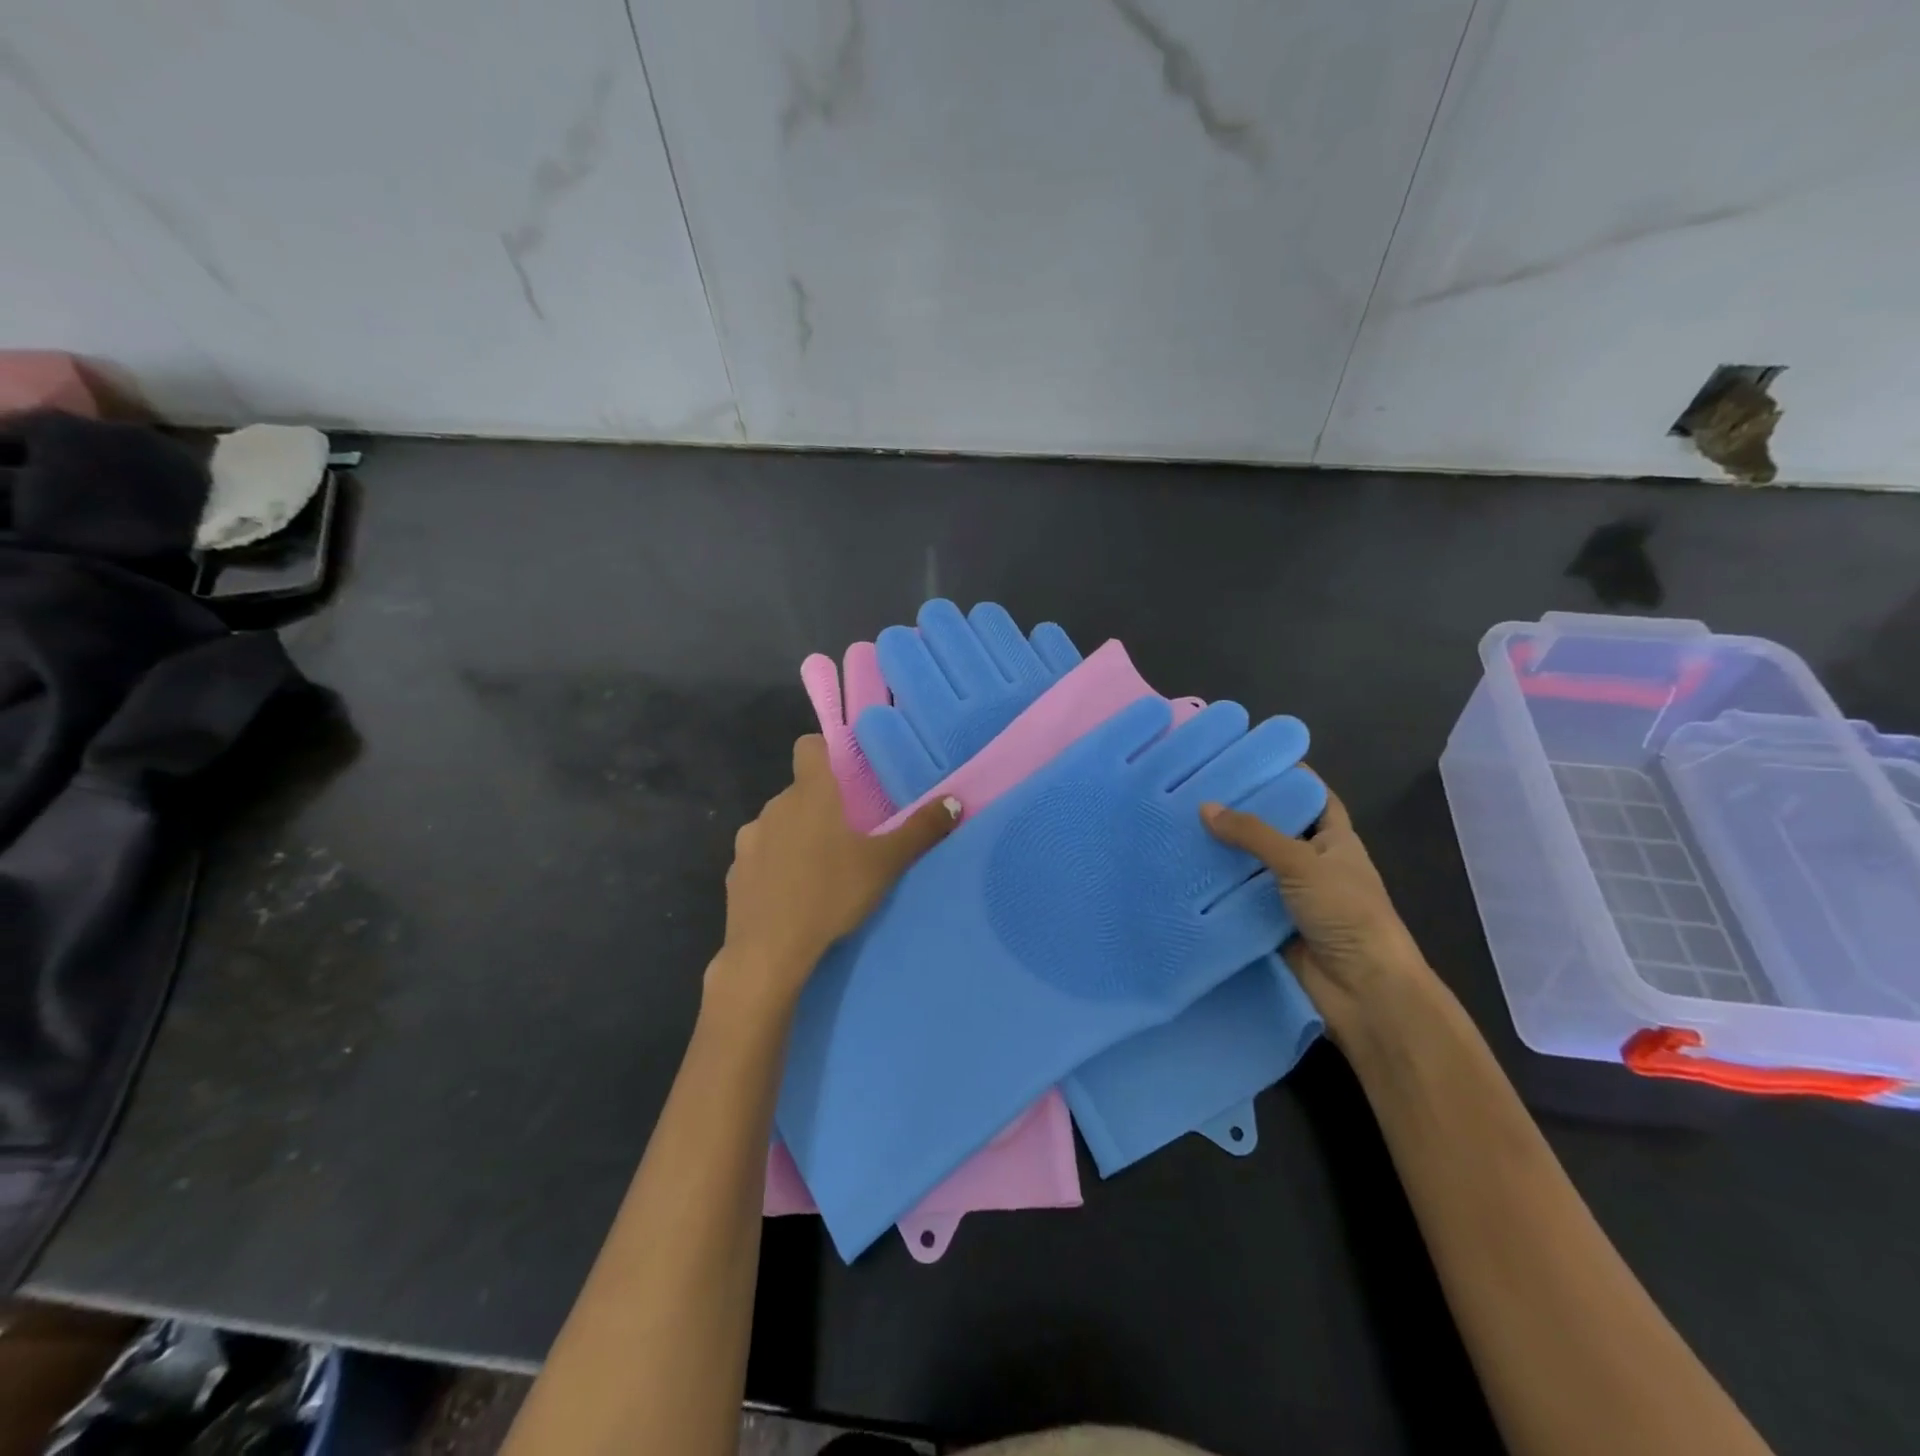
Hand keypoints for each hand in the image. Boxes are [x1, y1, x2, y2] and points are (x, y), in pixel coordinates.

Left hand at [711, 735, 959, 1017]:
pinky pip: (760, 857)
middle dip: (821, 805)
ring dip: (796, 836)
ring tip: (821, 869)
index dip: (826, 753)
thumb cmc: (830, 895)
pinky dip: (775, 866)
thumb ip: (920, 831)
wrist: (768, 952)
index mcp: (810, 795)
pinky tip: (792, 895)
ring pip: (778, 824)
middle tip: (849, 834)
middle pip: (799, 791)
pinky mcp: (734, 873)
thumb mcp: (885, 865)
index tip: (847, 774)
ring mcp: (749, 840)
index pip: (809, 747)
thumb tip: (953, 802)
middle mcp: (774, 807)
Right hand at [1202, 779, 1433, 1043]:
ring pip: (1252, 865)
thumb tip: (1205, 807)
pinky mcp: (1271, 924)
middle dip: (1242, 813)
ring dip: (1224, 852)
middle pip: (1275, 829)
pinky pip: (1240, 899)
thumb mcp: (1302, 862)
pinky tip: (1183, 872)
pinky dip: (1217, 889)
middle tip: (1196, 790)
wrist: (1363, 990)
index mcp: (1335, 840)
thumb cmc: (1347, 913)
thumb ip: (1253, 834)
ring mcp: (1292, 895)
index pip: (1312, 797)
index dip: (1287, 776)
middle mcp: (1313, 863)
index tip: (1247, 758)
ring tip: (1178, 825)